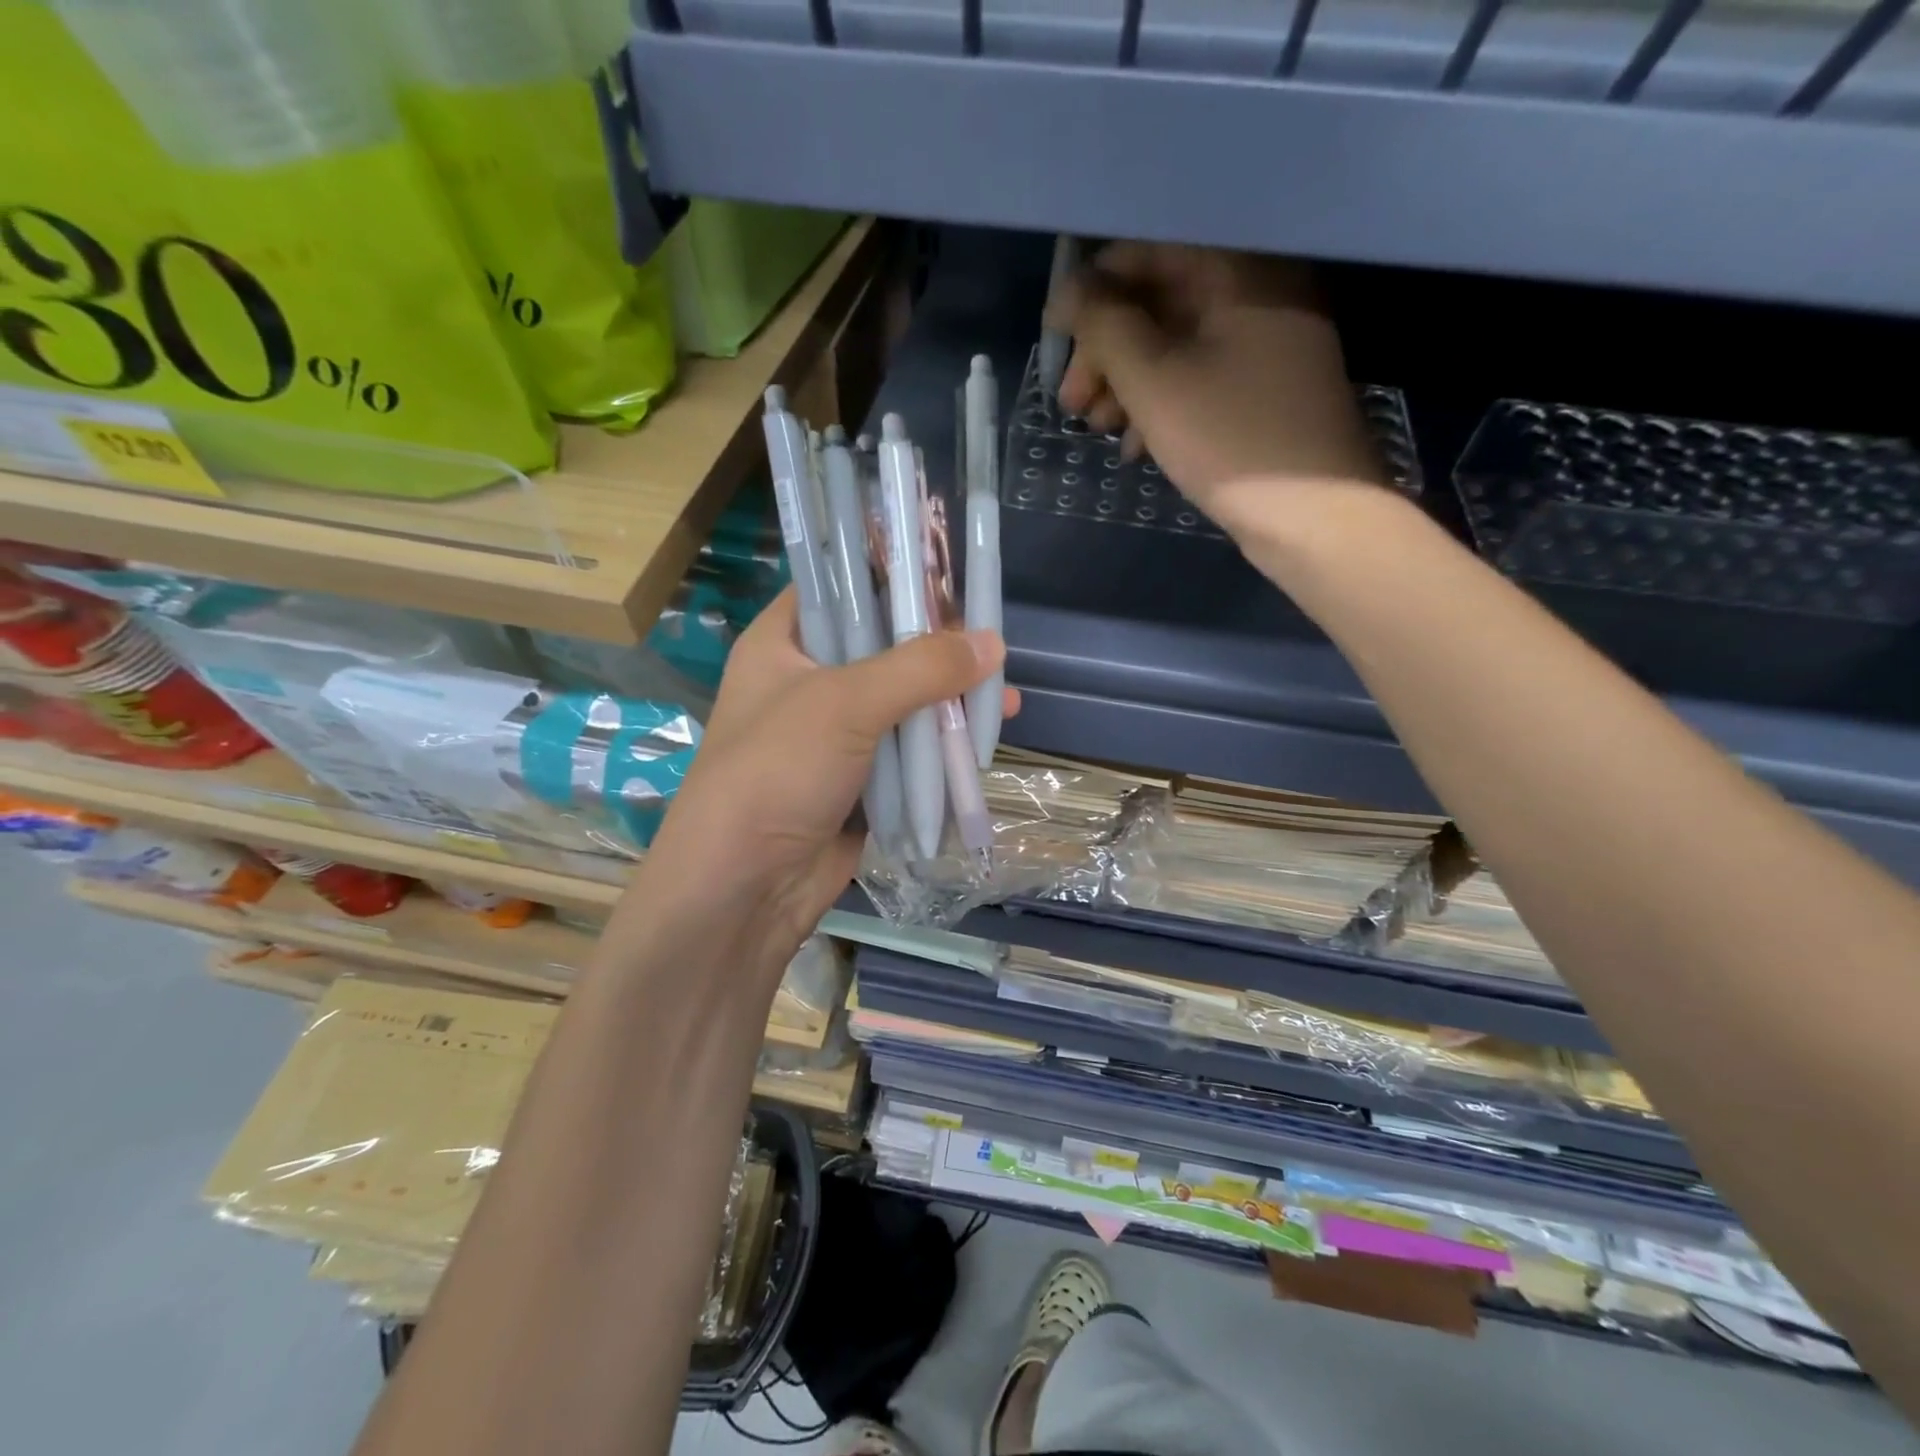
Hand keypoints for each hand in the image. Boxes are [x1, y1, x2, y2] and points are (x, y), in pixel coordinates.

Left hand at [612, 590, 1012, 980]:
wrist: (744, 889)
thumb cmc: (776, 773)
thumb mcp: (845, 704)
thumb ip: (920, 668)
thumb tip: (992, 643)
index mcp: (783, 643)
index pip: (839, 586)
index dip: (890, 574)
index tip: (947, 573)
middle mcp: (809, 680)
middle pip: (883, 645)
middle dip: (938, 646)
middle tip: (990, 643)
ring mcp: (836, 733)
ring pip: (903, 701)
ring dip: (950, 701)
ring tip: (1003, 699)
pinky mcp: (861, 779)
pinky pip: (909, 751)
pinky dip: (942, 748)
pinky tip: (983, 743)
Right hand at [1056, 244, 1386, 535]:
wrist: (1314, 518)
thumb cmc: (1230, 439)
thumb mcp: (1153, 380)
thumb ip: (1104, 326)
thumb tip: (1068, 292)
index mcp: (1239, 272)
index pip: (1148, 254)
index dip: (1092, 292)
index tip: (1056, 341)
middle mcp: (1257, 296)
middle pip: (1159, 304)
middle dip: (1106, 353)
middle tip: (1072, 403)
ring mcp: (1264, 348)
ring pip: (1174, 349)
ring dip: (1126, 386)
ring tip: (1100, 430)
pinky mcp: (1262, 394)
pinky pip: (1198, 382)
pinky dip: (1159, 407)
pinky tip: (1135, 448)